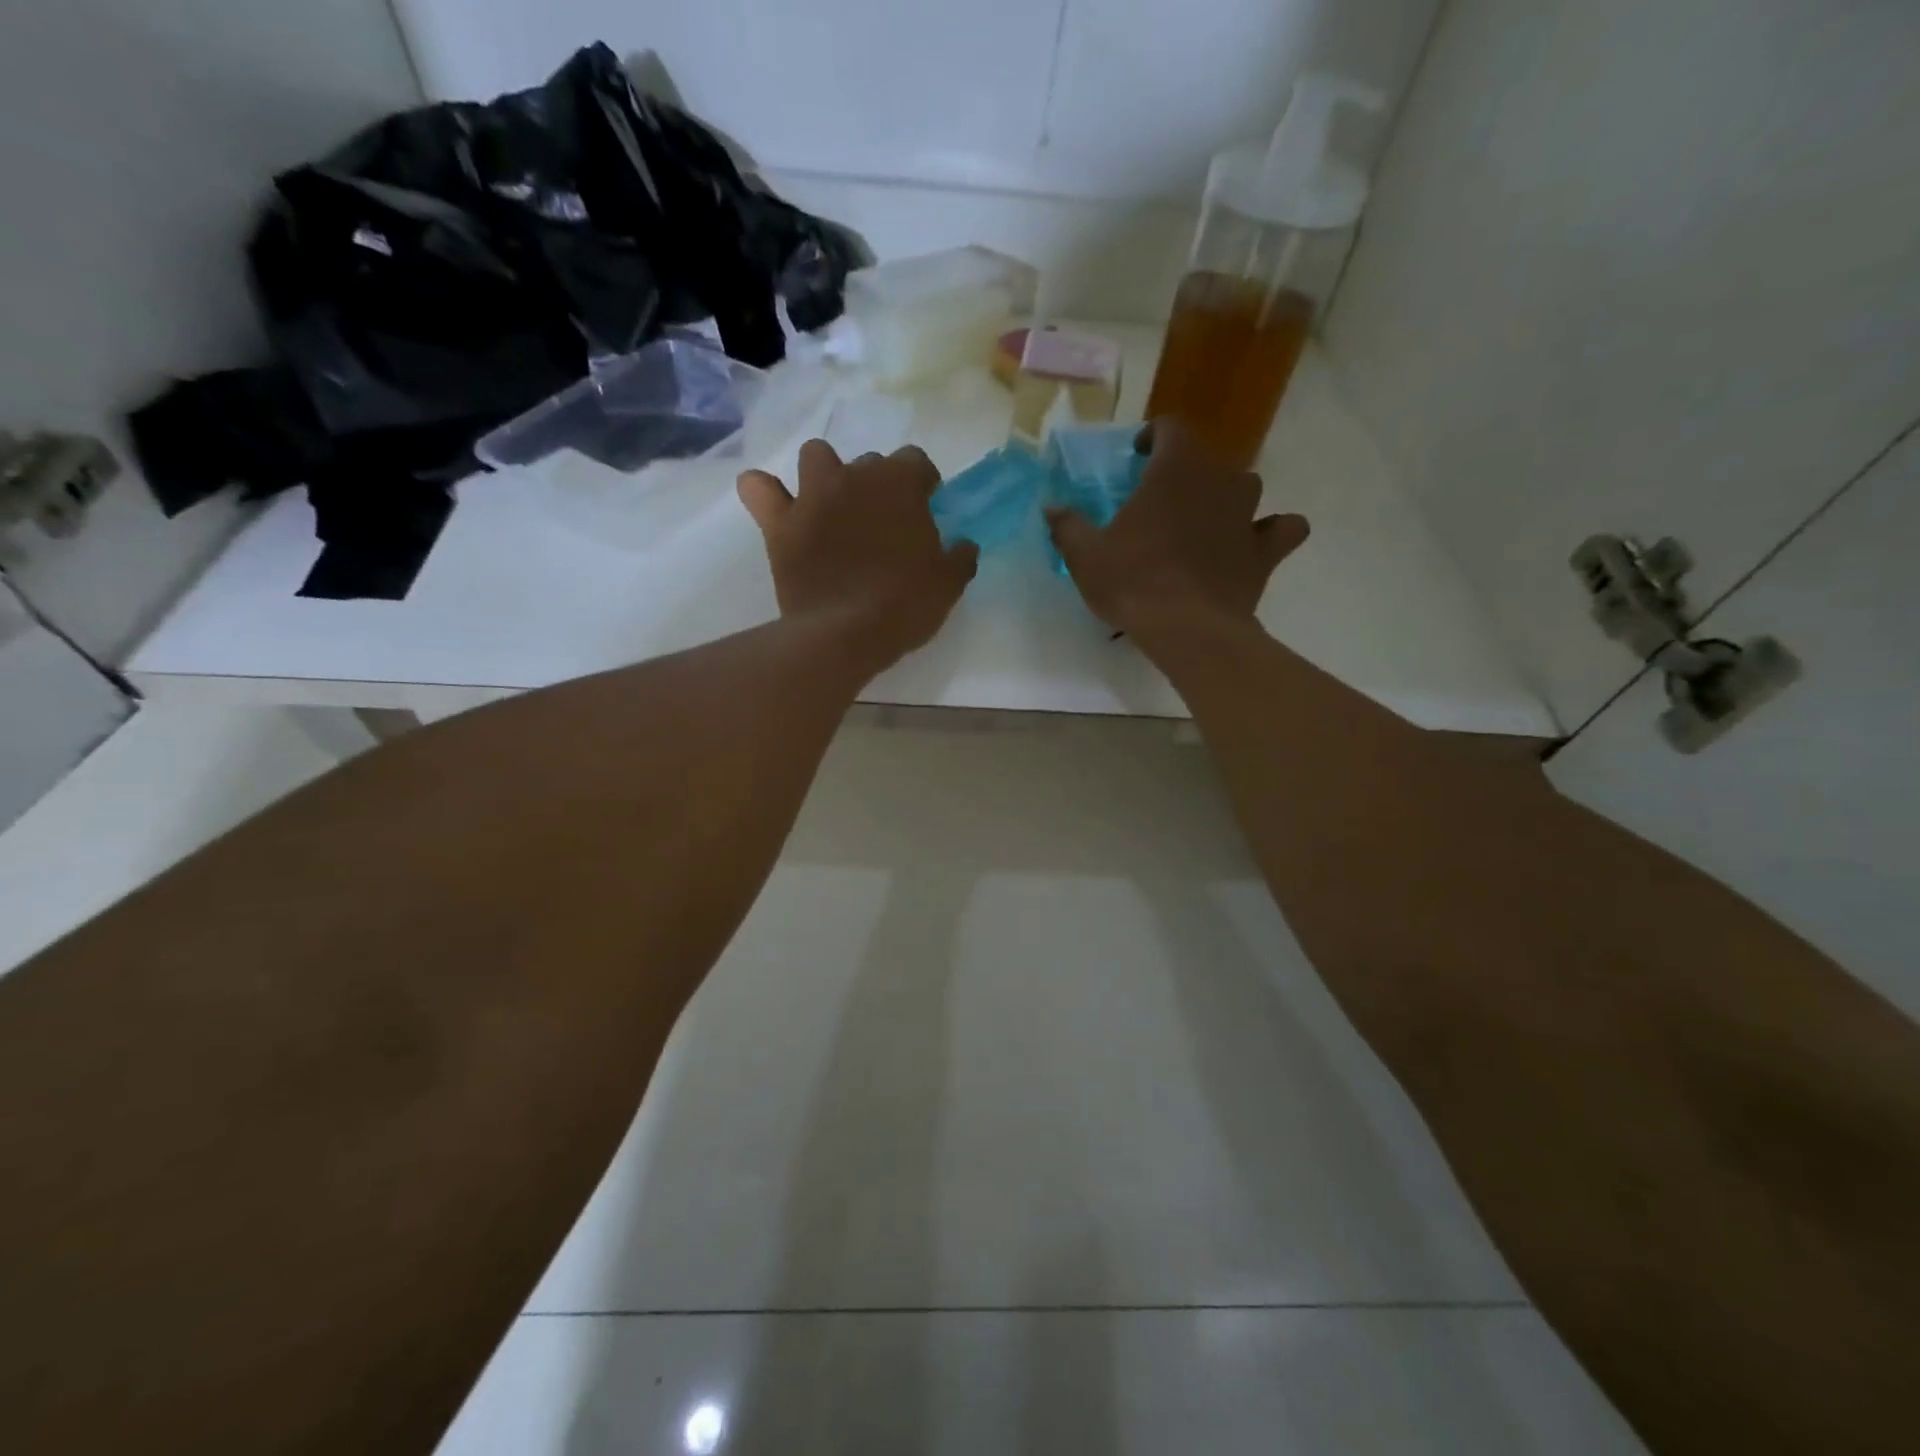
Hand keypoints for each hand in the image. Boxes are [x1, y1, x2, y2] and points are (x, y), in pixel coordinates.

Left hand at [739, 440, 979, 673]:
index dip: (921, 482)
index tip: (925, 505)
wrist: (846, 633)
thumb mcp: (948, 584)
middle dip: (877, 484)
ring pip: (815, 456)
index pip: (915, 461)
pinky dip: (764, 492)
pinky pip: (757, 488)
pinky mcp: (780, 523)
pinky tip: (775, 507)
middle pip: (869, 462)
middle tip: (881, 521)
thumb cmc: (904, 605)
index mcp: (900, 484)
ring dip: (825, 473)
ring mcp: (813, 496)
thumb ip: (960, 556)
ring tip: (832, 504)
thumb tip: (964, 545)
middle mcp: (854, 477)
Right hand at [1045, 419, 1309, 636]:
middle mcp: (1220, 478)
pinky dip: (1270, 532)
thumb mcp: (1085, 555)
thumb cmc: (1132, 581)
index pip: (1170, 427)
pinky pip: (1282, 529)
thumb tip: (1050, 508)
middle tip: (1159, 502)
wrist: (1187, 629)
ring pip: (1242, 488)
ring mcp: (1249, 513)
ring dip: (1223, 499)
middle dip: (1183, 473)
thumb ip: (1068, 525)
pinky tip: (1253, 544)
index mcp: (1175, 467)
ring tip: (1200, 525)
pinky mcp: (1266, 550)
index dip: (1153, 436)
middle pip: (1205, 459)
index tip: (1137, 456)